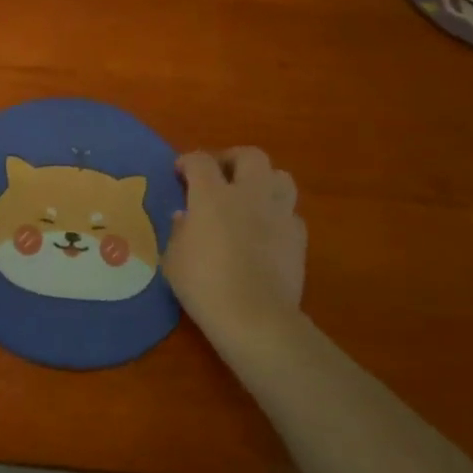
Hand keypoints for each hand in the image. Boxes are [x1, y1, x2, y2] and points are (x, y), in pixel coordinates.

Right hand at [164, 148, 307, 353]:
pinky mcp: (298, 237)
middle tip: (220, 175)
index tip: (180, 173)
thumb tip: (186, 216)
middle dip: (232, 159)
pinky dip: (277, 214)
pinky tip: (266, 230)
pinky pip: (290, 213)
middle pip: (250, 156)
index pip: (200, 161)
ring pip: (280, 177)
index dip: (188, 161)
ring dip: (264, 180)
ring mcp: (278, 214)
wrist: (254, 317)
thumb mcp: (173, 258)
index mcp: (212, 195)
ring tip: (250, 196)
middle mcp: (248, 195)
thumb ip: (179, 230)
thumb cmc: (204, 285)